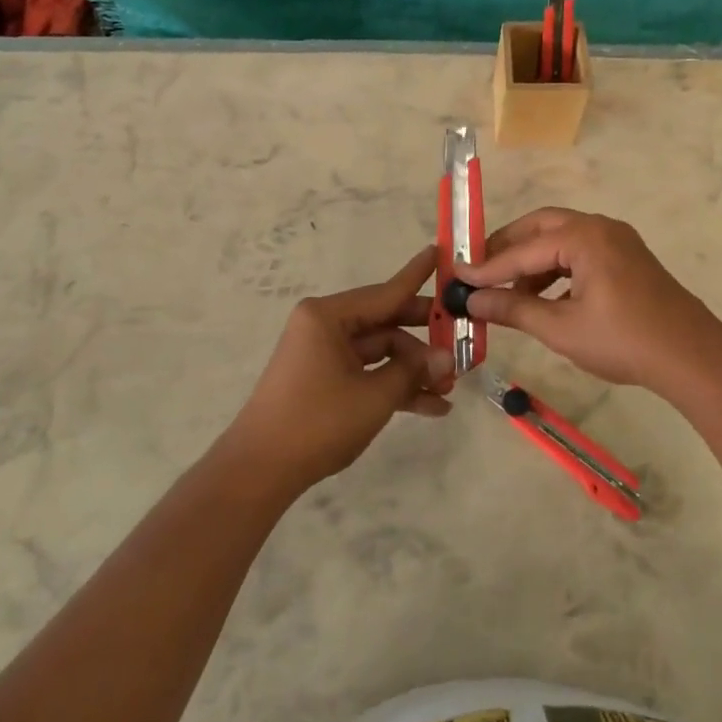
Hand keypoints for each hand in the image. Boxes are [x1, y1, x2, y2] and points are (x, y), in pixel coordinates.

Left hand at [223, 247, 455, 490]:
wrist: (260, 470)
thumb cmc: (318, 421)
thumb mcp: (375, 396)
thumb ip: (413, 371)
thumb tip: (447, 357)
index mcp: (329, 316)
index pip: (386, 292)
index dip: (417, 276)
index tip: (440, 252)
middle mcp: (325, 327)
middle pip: (386, 323)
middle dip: (424, 339)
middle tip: (462, 339)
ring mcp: (324, 354)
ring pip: (381, 352)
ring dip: (413, 370)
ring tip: (449, 389)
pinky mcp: (324, 380)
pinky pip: (367, 373)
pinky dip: (394, 387)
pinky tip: (431, 407)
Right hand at [457, 209, 721, 391]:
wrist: (691, 355)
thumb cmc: (623, 340)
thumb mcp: (561, 328)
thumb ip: (513, 309)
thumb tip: (472, 301)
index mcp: (584, 237)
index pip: (523, 249)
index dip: (487, 266)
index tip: (456, 277)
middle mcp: (600, 227)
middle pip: (541, 227)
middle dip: (508, 248)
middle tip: (479, 270)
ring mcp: (618, 240)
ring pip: (562, 239)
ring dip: (533, 260)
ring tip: (508, 291)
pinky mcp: (627, 257)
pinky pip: (581, 252)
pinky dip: (557, 268)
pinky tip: (543, 296)